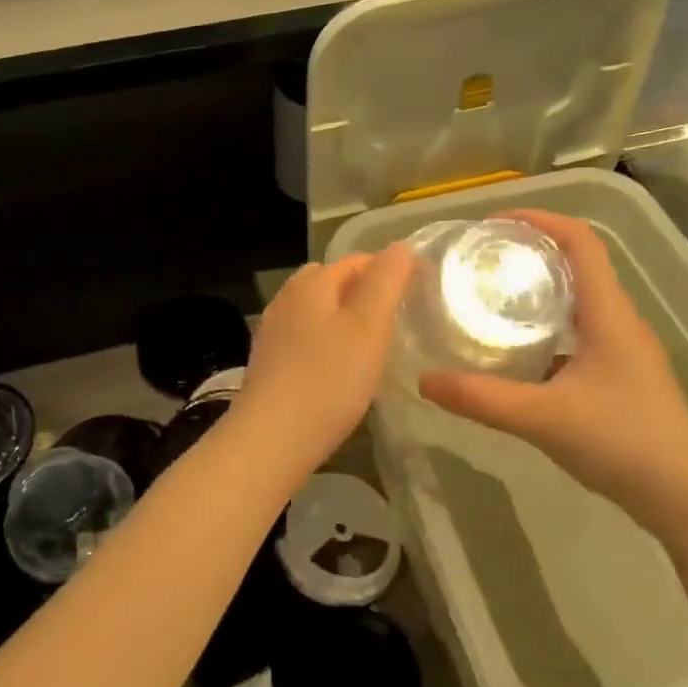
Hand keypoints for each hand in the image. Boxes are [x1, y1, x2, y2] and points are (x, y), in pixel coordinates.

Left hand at [230, 244, 413, 478]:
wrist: (271, 439)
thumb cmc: (328, 380)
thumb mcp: (369, 326)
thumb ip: (386, 282)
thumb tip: (400, 247)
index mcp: (311, 283)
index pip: (357, 260)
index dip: (390, 270)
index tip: (419, 292)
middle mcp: (287, 299)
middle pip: (332, 282)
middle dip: (364, 292)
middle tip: (396, 319)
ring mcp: (273, 331)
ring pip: (317, 311)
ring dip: (344, 318)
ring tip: (372, 344)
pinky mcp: (269, 362)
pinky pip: (305, 338)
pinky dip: (327, 342)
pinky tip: (339, 369)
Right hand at [419, 210, 687, 539]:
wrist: (687, 496)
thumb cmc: (624, 441)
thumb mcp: (544, 418)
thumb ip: (482, 399)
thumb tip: (425, 380)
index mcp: (607, 313)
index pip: (580, 241)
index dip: (540, 219)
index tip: (494, 223)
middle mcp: (617, 321)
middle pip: (576, 265)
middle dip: (529, 253)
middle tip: (480, 261)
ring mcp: (621, 350)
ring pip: (576, 302)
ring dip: (537, 291)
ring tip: (489, 299)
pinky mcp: (618, 376)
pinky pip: (576, 334)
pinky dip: (544, 329)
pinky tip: (514, 353)